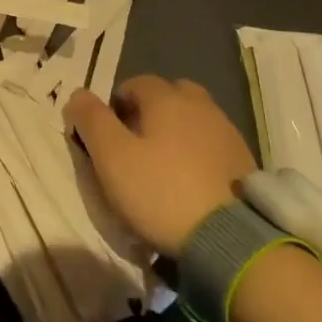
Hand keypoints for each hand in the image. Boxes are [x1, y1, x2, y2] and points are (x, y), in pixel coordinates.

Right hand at [65, 77, 255, 256]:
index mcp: (166, 98)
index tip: (108, 137)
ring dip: (176, 132)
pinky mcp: (243, 159)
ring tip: (163, 167)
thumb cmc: (161, 191)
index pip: (134, 83)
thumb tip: (78, 93)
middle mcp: (199, 104)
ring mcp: (226, 130)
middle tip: (136, 147)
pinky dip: (197, 152)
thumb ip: (91, 120)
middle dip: (149, 113)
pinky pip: (211, 143)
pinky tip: (190, 181)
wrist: (228, 237)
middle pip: (168, 95)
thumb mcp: (112, 157)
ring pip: (192, 118)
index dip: (116, 106)